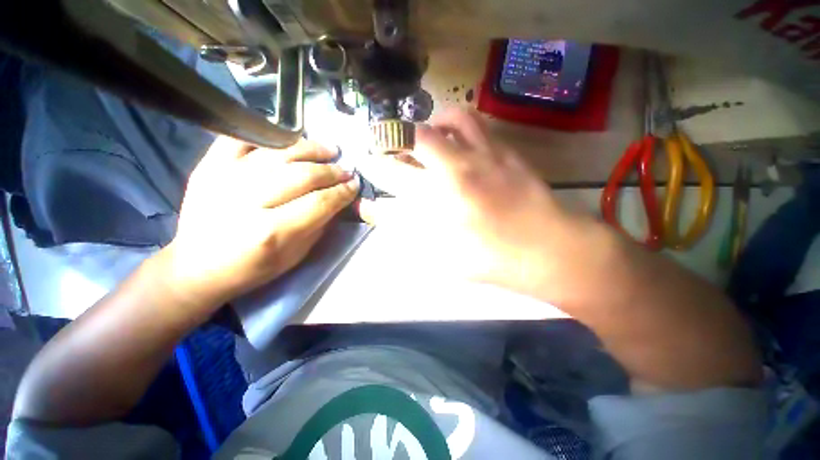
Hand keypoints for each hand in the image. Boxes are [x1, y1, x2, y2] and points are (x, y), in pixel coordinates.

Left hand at [158, 136, 358, 315]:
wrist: (197, 266)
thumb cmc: (252, 267)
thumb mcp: (296, 255)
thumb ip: (320, 225)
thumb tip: (339, 200)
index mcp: (271, 232)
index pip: (320, 202)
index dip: (342, 191)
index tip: (355, 185)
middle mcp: (248, 201)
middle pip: (303, 175)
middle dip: (331, 171)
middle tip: (346, 169)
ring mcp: (224, 178)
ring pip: (278, 152)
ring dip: (310, 148)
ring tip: (328, 149)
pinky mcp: (208, 166)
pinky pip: (242, 139)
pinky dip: (268, 134)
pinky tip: (289, 140)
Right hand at [358, 109, 573, 294]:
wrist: (551, 249)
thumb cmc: (495, 259)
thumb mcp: (445, 257)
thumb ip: (413, 235)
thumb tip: (387, 216)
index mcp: (442, 198)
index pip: (395, 172)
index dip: (376, 165)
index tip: (368, 162)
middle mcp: (460, 167)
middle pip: (418, 136)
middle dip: (397, 137)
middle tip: (396, 147)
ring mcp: (488, 154)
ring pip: (454, 117)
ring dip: (434, 124)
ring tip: (430, 138)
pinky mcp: (508, 151)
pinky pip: (480, 125)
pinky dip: (461, 127)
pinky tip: (461, 144)